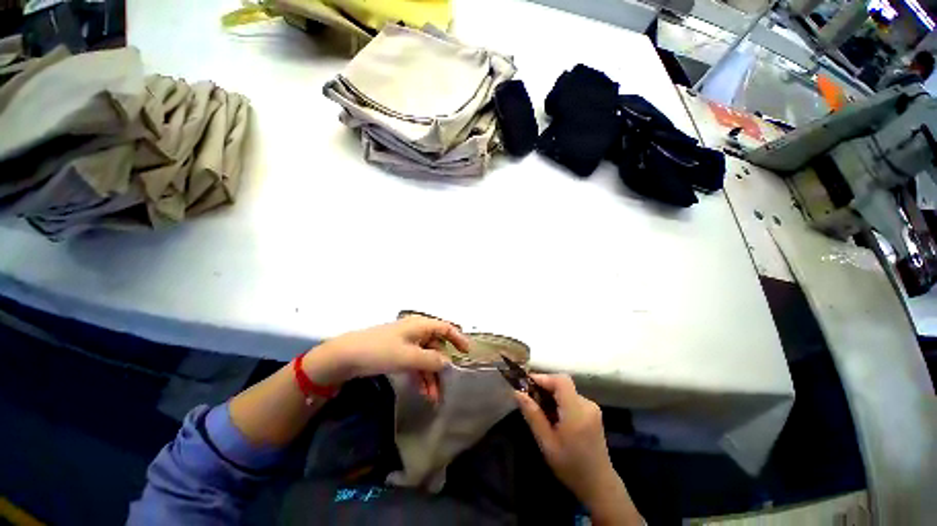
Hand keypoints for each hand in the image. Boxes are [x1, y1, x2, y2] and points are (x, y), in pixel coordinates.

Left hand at [303, 316, 469, 402]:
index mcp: (420, 325)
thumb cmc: (381, 350)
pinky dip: (420, 376)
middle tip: (446, 386)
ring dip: (430, 376)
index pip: (445, 328)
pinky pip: (415, 364)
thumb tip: (448, 363)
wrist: (347, 356)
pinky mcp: (398, 354)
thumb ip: (431, 361)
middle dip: (442, 367)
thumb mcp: (409, 356)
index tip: (467, 353)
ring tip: (433, 397)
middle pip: (436, 347)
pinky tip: (423, 392)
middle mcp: (416, 332)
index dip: (458, 338)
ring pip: (426, 358)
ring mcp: (407, 343)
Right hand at [515, 374, 640, 523]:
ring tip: (540, 411)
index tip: (526, 384)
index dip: (543, 378)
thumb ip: (532, 415)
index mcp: (576, 412)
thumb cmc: (570, 466)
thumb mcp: (546, 443)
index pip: (561, 381)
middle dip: (544, 387)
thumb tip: (517, 392)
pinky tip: (553, 417)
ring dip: (551, 395)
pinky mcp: (593, 412)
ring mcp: (592, 408)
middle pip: (562, 384)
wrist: (599, 485)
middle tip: (529, 399)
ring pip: (566, 391)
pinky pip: (572, 398)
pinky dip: (560, 401)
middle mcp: (587, 405)